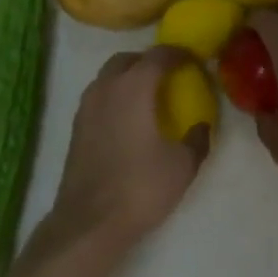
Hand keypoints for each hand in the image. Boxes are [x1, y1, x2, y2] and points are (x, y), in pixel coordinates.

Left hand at [47, 46, 207, 253]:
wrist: (89, 223)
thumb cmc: (140, 187)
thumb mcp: (182, 165)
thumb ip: (197, 139)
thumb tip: (201, 127)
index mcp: (134, 87)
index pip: (158, 55)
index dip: (178, 54)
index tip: (194, 60)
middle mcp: (106, 87)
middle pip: (127, 60)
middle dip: (149, 61)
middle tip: (170, 76)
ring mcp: (86, 107)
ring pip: (108, 77)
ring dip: (129, 78)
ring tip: (149, 97)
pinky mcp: (76, 127)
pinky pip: (99, 97)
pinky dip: (115, 97)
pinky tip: (129, 120)